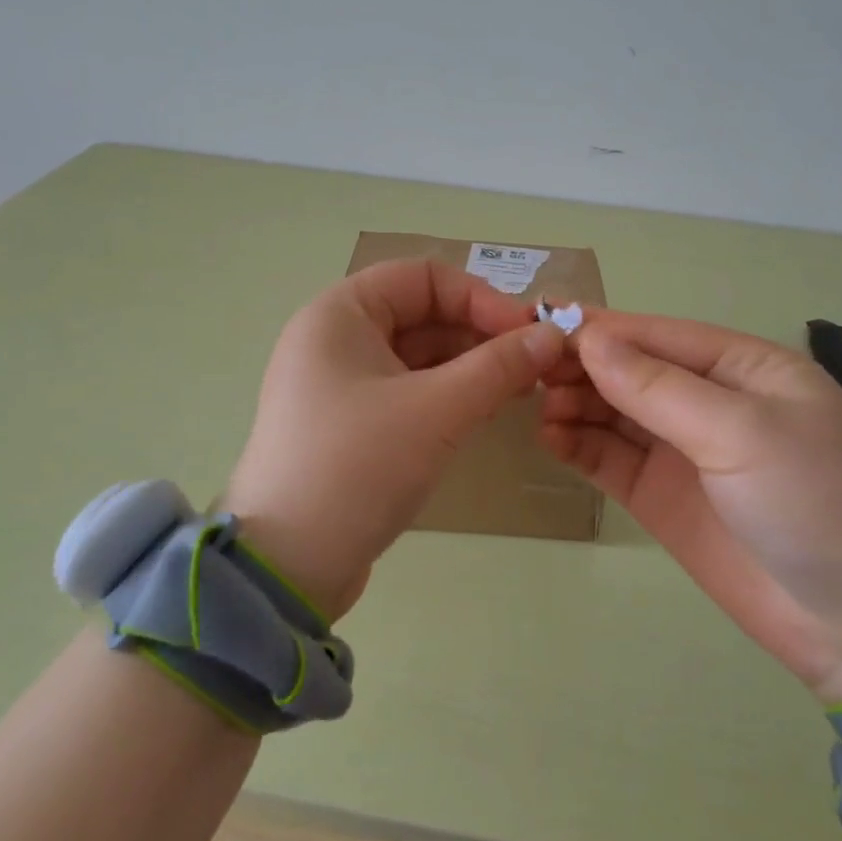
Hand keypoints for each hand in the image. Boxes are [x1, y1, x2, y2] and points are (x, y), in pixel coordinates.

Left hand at [225, 259, 567, 621]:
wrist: (288, 563)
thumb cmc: (358, 465)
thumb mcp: (437, 410)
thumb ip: (498, 367)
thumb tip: (553, 335)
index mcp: (340, 314)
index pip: (422, 277)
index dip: (480, 297)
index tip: (528, 334)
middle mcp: (335, 339)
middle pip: (421, 314)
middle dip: (480, 334)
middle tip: (535, 366)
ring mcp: (340, 385)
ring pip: (417, 356)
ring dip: (469, 367)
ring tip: (521, 391)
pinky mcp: (349, 426)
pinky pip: (407, 392)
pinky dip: (447, 396)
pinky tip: (486, 412)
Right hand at [540, 312, 841, 702]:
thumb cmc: (817, 504)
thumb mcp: (742, 432)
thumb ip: (659, 388)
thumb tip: (589, 340)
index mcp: (744, 368)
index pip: (659, 334)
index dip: (602, 328)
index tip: (540, 322)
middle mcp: (711, 402)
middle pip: (632, 370)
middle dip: (583, 366)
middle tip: (528, 370)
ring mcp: (684, 452)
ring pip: (616, 413)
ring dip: (576, 403)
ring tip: (537, 405)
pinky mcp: (663, 498)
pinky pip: (611, 460)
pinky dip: (579, 446)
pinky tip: (549, 438)